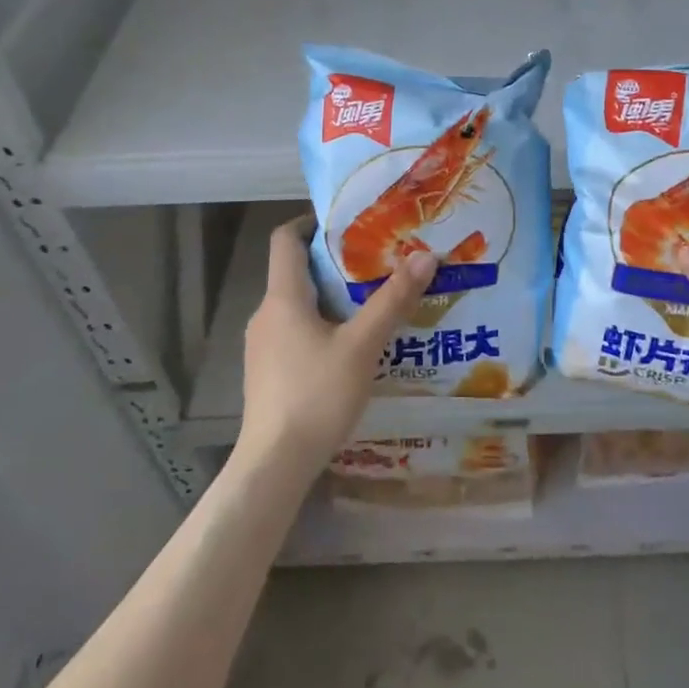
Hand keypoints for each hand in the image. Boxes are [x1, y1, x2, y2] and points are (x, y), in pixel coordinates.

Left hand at [235, 215, 437, 483]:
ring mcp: (263, 345)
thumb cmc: (316, 395)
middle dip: (335, 262)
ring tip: (373, 301)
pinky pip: (295, 331)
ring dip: (332, 296)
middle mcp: (266, 314)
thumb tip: (425, 255)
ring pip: (298, 304)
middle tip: (378, 260)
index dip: (311, 222)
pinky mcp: (268, 372)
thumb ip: (393, 300)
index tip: (347, 222)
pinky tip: (352, 345)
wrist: (274, 465)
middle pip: (296, 271)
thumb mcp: (362, 345)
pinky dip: (322, 324)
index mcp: (283, 297)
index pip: (285, 239)